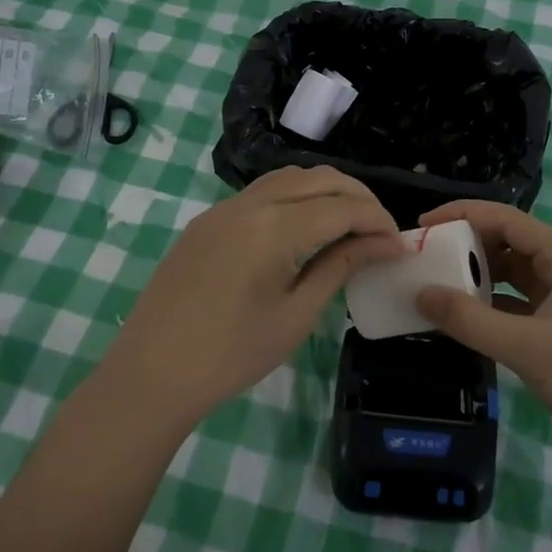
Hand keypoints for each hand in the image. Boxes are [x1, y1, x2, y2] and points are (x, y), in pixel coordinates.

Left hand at [105, 167, 404, 427]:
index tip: (400, 246)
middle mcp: (250, 203)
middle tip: (380, 231)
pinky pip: (263, 191)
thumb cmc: (231, 355)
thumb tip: (382, 244)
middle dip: (358, 197)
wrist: (151, 374)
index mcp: (274, 228)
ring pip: (290, 177)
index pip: (342, 206)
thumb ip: (339, 266)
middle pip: (319, 179)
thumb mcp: (296, 315)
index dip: (378, 221)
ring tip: (348, 224)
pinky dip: (295, 196)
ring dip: (326, 190)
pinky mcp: (209, 220)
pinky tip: (305, 226)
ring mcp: (224, 207)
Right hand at [414, 200, 551, 471]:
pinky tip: (466, 316)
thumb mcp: (527, 349)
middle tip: (425, 256)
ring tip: (438, 282)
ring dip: (479, 275)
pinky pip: (520, 302)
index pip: (507, 219)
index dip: (463, 215)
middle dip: (468, 244)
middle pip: (510, 241)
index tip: (423, 226)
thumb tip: (420, 293)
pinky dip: (493, 304)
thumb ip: (471, 321)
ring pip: (514, 273)